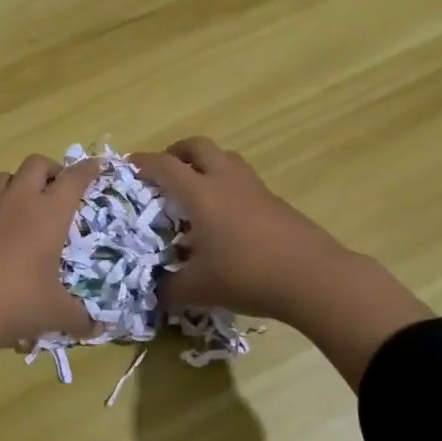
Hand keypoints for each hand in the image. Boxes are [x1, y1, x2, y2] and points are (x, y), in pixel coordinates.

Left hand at [0, 156, 100, 395]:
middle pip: (36, 163)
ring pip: (4, 177)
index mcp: (48, 214)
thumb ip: (78, 318)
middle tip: (58, 189)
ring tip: (23, 204)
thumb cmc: (13, 302)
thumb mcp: (53, 313)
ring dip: (18, 183)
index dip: (88, 169)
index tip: (96, 165)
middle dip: (51, 169)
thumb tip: (96, 329)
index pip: (74, 179)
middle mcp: (18, 202)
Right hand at [133, 138, 360, 324]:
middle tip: (165, 172)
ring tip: (196, 190)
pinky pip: (243, 180)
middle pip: (198, 146)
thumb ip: (170, 289)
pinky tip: (226, 217)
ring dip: (206, 164)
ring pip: (225, 158)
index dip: (143, 163)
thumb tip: (156, 293)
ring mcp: (254, 188)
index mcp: (200, 193)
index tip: (128, 166)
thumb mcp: (199, 289)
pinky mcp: (275, 201)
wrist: (313, 277)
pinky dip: (227, 186)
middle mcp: (225, 180)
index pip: (164, 166)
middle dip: (177, 152)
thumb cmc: (247, 275)